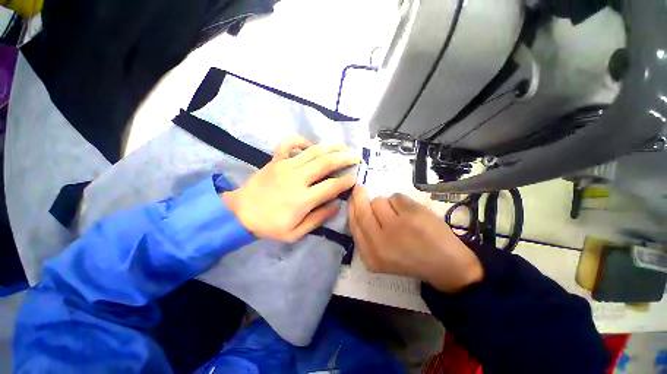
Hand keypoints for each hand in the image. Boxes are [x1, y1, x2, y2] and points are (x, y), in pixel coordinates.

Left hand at [222, 136, 360, 242]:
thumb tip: (337, 205)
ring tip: (344, 147)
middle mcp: (297, 179)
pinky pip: (288, 143)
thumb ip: (318, 218)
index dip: (346, 181)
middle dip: (345, 158)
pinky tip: (310, 144)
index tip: (354, 178)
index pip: (332, 186)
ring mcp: (285, 166)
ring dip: (331, 147)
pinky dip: (300, 140)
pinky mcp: (275, 160)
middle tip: (356, 157)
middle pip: (326, 163)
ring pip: (313, 151)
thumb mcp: (295, 233)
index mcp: (303, 199)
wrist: (239, 214)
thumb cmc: (269, 226)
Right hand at [348, 186, 483, 292]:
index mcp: (370, 255)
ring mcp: (397, 227)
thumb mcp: (380, 255)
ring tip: (399, 215)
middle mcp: (379, 242)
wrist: (446, 266)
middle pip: (362, 209)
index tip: (352, 198)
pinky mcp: (412, 215)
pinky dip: (401, 202)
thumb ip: (366, 234)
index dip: (351, 207)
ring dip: (386, 204)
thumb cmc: (410, 258)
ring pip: (379, 201)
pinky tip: (411, 214)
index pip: (354, 223)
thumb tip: (356, 204)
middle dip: (359, 196)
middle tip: (360, 189)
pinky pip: (396, 197)